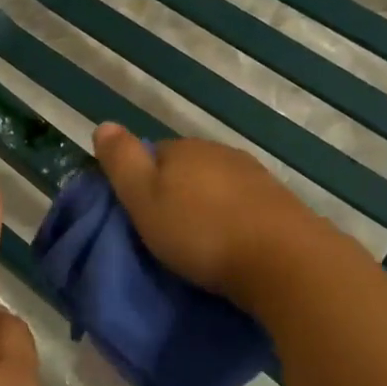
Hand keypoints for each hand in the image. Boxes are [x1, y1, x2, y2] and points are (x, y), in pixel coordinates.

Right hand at [92, 123, 330, 308]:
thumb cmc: (201, 232)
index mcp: (184, 149)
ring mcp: (254, 176)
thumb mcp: (144, 200)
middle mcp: (220, 152)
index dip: (142, 181)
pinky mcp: (280, 203)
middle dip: (176, 192)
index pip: (153, 154)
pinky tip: (233, 243)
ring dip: (207, 206)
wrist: (283, 261)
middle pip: (187, 168)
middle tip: (167, 232)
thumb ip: (122, 162)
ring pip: (218, 185)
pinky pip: (244, 205)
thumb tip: (104, 125)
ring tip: (200, 242)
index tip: (138, 213)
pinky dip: (234, 219)